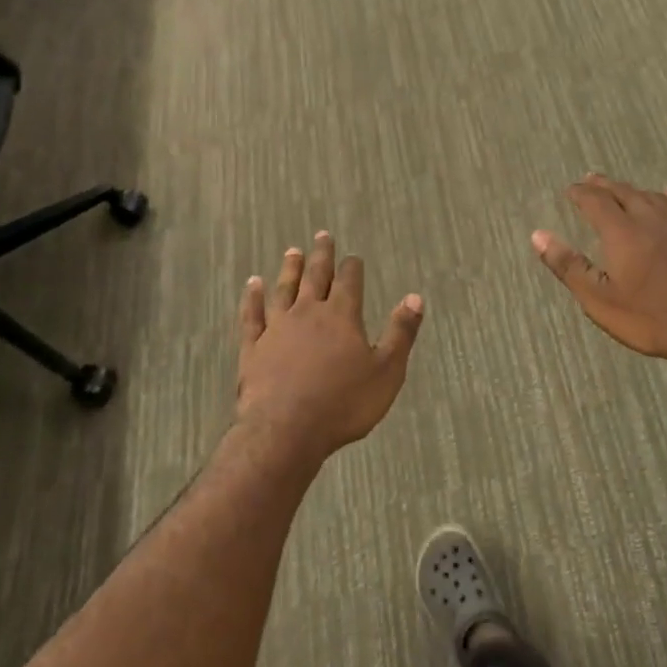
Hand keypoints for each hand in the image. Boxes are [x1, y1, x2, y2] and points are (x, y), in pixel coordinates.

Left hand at [234, 231, 423, 463]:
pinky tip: (253, 285)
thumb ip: (401, 333)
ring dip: (289, 269)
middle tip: (321, 235)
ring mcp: (276, 328)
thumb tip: (415, 297)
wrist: (286, 431)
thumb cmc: (343, 404)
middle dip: (321, 255)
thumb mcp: (386, 371)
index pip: (349, 281)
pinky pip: (252, 315)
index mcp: (342, 316)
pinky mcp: (253, 347)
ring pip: (284, 289)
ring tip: (292, 251)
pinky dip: (252, 297)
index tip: (353, 256)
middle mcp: (308, 313)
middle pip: (315, 276)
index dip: (353, 267)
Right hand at [531, 176, 666, 374]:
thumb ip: (569, 266)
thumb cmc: (652, 319)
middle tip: (591, 180)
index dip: (581, 194)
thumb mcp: (600, 300)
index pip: (596, 202)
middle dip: (605, 186)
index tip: (570, 190)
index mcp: (622, 233)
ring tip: (622, 188)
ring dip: (634, 190)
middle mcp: (651, 221)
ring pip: (653, 198)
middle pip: (624, 194)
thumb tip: (538, 235)